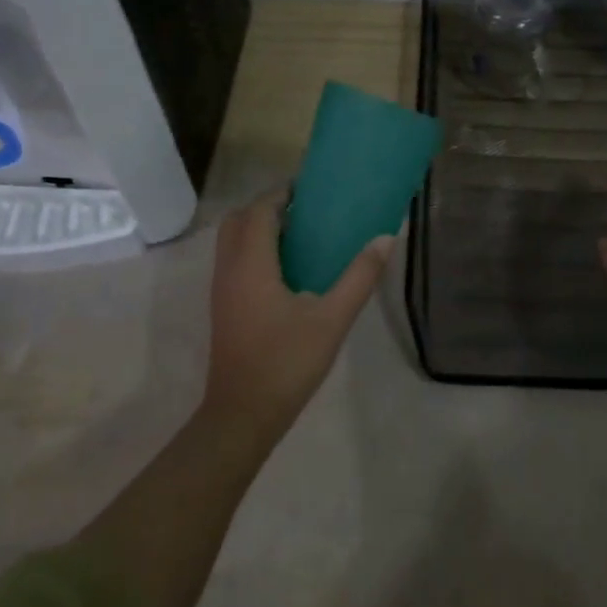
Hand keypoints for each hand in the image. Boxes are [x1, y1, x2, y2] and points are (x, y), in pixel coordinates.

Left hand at [201, 190, 391, 444]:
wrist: (242, 417)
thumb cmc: (286, 363)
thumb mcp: (332, 319)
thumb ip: (359, 277)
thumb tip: (385, 238)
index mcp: (251, 264)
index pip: (259, 210)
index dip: (282, 193)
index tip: (312, 189)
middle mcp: (230, 269)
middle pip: (239, 219)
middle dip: (268, 206)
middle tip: (305, 209)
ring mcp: (222, 289)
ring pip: (232, 240)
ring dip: (259, 227)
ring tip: (300, 233)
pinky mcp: (223, 306)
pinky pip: (234, 259)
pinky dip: (254, 248)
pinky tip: (287, 268)